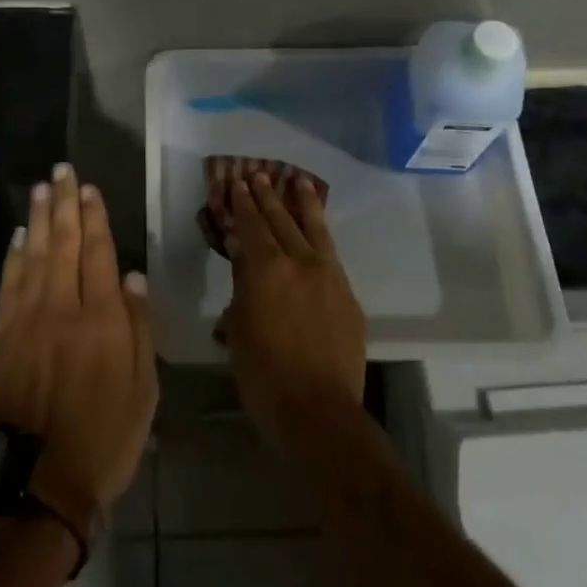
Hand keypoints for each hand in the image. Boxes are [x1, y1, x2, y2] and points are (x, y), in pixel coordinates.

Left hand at [0, 163, 157, 541]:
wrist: (36, 482)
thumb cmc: (104, 438)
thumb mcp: (143, 389)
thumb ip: (139, 328)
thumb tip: (133, 277)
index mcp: (102, 319)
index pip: (98, 254)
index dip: (94, 218)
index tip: (90, 189)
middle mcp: (62, 308)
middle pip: (63, 244)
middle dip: (65, 204)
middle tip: (63, 171)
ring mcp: (25, 321)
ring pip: (32, 256)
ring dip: (38, 219)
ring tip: (42, 188)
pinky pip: (7, 284)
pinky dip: (13, 256)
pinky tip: (17, 236)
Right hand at [220, 171, 367, 456]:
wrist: (319, 411)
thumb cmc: (263, 376)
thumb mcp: (238, 330)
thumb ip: (241, 290)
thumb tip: (242, 261)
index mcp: (266, 270)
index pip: (252, 226)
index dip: (243, 204)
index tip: (237, 183)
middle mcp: (299, 263)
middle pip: (281, 221)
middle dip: (268, 196)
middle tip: (259, 174)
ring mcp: (329, 277)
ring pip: (314, 230)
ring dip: (304, 204)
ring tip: (298, 180)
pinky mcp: (348, 296)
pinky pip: (332, 255)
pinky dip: (321, 236)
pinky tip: (318, 231)